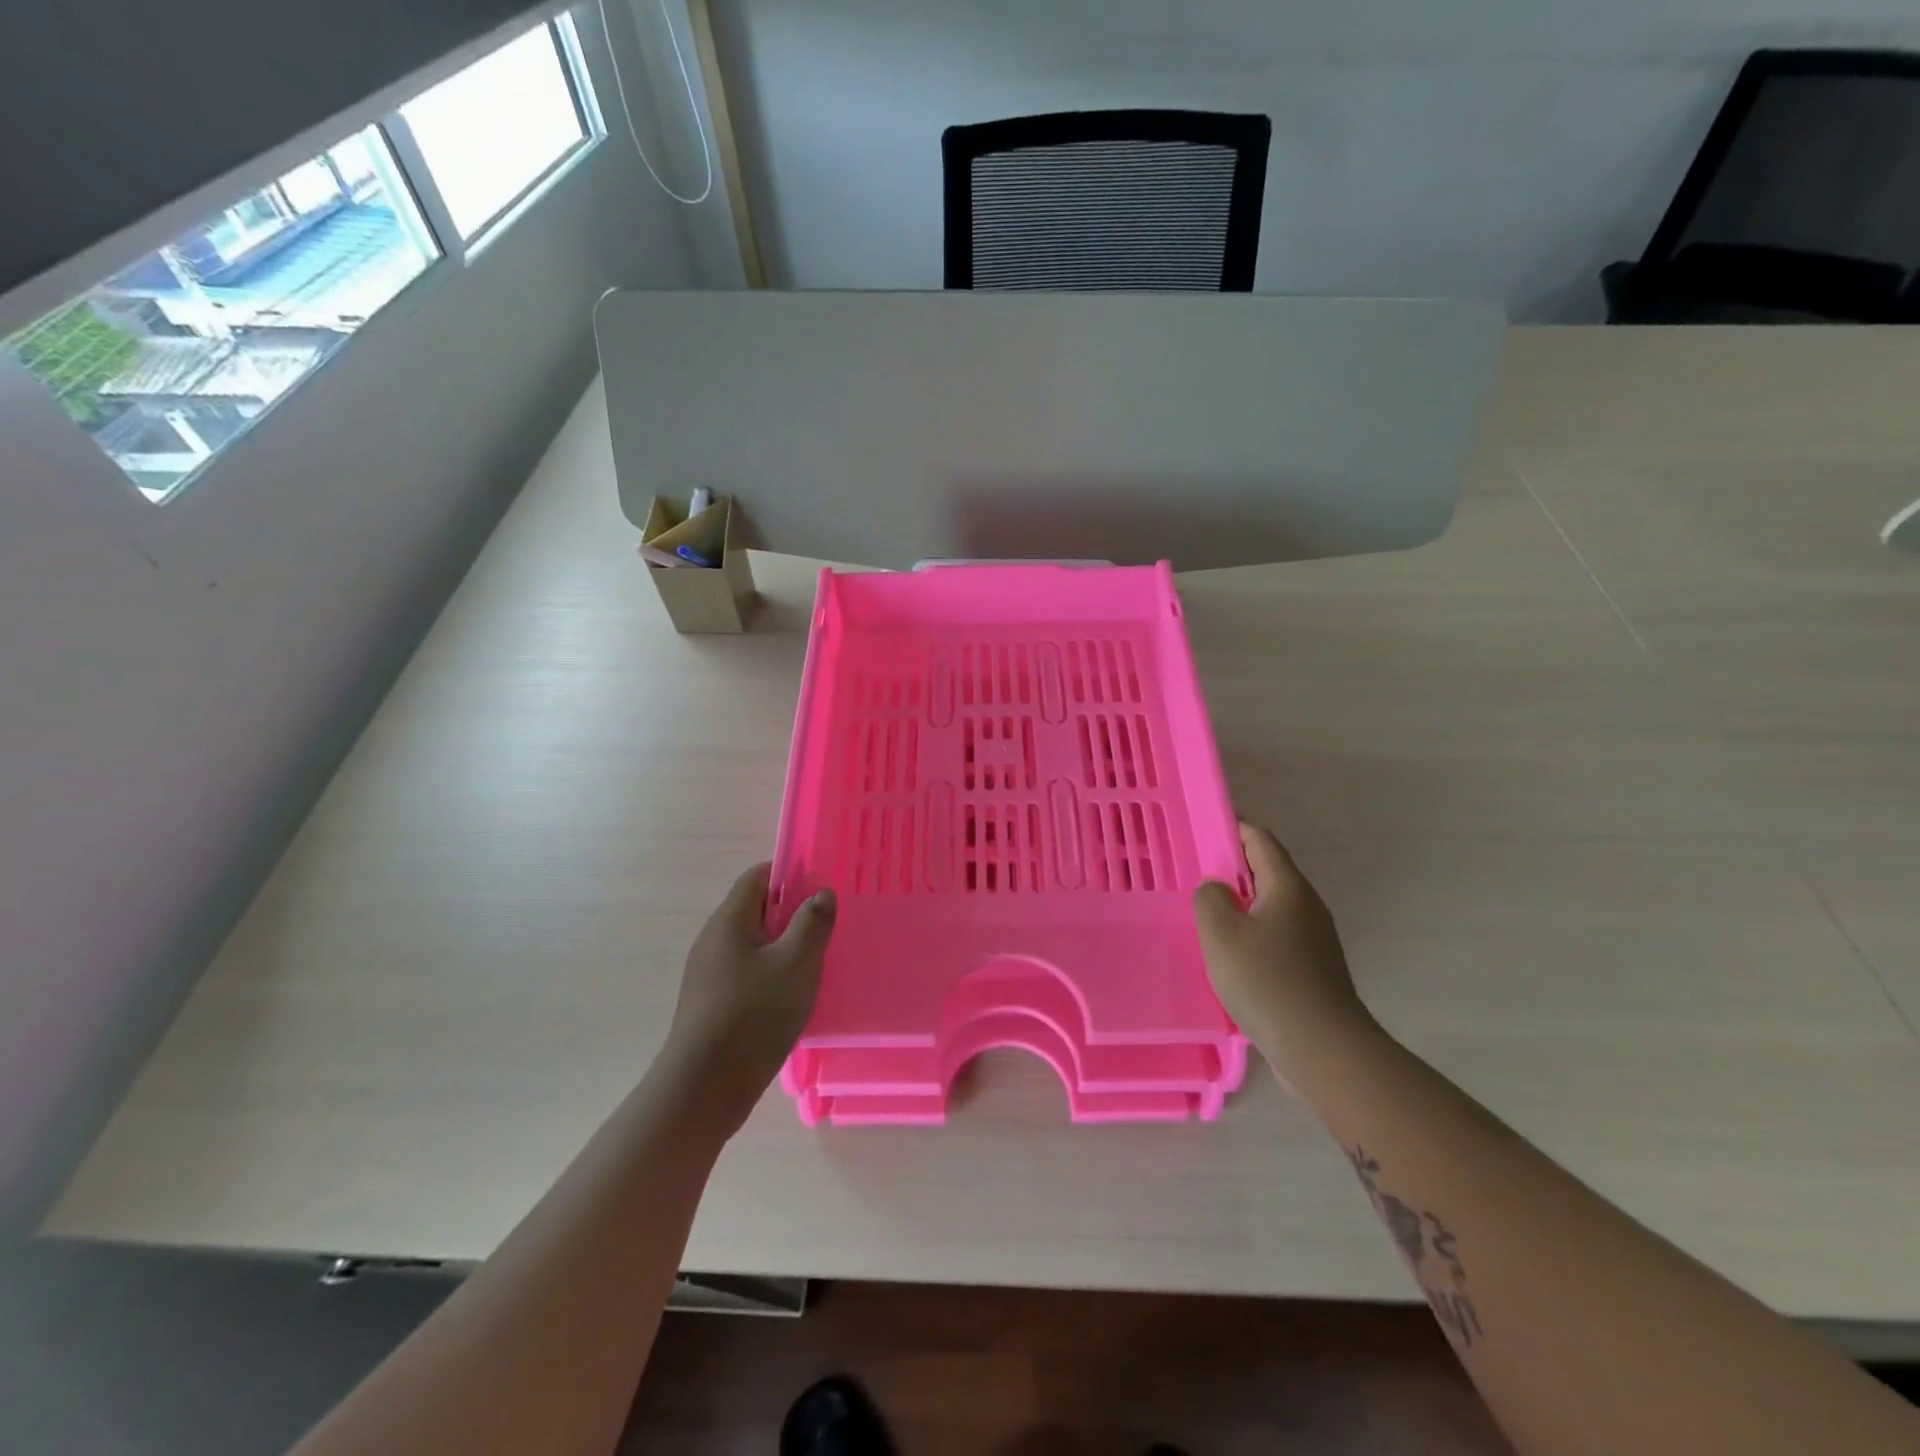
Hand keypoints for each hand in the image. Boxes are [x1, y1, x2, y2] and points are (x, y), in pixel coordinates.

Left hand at [663, 864, 836, 1133]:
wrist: (703, 1088)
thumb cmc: (753, 1015)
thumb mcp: (796, 964)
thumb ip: (812, 923)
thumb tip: (820, 893)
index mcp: (730, 920)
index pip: (758, 876)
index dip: (789, 873)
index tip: (821, 887)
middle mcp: (713, 939)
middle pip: (754, 909)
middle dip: (790, 911)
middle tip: (825, 926)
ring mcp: (707, 972)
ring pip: (751, 943)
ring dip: (781, 945)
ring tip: (814, 962)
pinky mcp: (709, 1002)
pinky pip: (744, 971)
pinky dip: (769, 972)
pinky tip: (790, 995)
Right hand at [1194, 821, 1370, 1076]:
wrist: (1323, 1050)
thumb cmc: (1267, 981)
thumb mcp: (1221, 933)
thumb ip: (1210, 898)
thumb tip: (1216, 890)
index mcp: (1288, 888)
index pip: (1260, 841)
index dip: (1233, 828)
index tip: (1202, 828)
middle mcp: (1307, 907)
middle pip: (1267, 873)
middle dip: (1231, 870)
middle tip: (1193, 876)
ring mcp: (1314, 941)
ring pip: (1270, 909)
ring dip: (1239, 907)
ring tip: (1204, 918)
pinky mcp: (1312, 972)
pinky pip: (1275, 939)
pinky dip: (1250, 937)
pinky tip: (1229, 958)